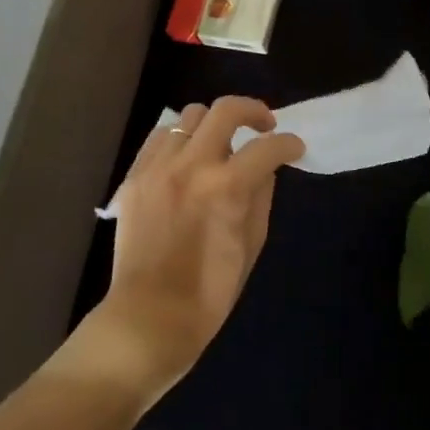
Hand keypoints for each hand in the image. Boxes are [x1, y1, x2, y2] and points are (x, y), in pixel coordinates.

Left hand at [85, 97, 304, 402]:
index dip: (289, 144)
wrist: (149, 319)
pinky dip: (179, 140)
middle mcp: (191, 166)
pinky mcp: (134, 177)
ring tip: (220, 146)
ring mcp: (158, 168)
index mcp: (226, 187)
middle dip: (254, 111)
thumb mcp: (252, 245)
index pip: (267, 147)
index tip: (294, 148)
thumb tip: (264, 168)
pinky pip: (160, 138)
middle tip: (264, 126)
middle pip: (226, 110)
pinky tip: (187, 159)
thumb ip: (261, 196)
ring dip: (213, 126)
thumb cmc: (210, 292)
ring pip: (190, 117)